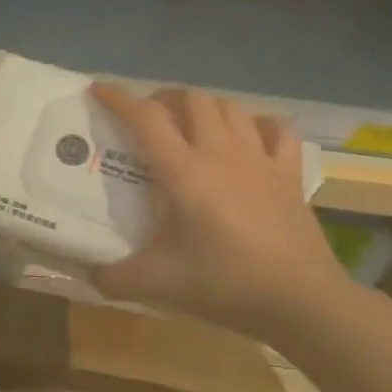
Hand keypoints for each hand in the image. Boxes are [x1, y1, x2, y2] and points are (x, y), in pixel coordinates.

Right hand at [90, 82, 348, 340]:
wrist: (303, 301)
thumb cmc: (226, 283)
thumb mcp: (160, 283)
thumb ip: (115, 278)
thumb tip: (88, 275)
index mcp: (184, 173)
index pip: (146, 119)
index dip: (119, 99)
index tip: (98, 90)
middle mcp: (221, 154)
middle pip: (192, 100)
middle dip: (164, 99)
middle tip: (147, 118)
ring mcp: (260, 160)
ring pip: (230, 108)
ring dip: (205, 108)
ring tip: (190, 125)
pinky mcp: (289, 174)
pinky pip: (276, 130)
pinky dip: (257, 125)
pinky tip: (248, 137)